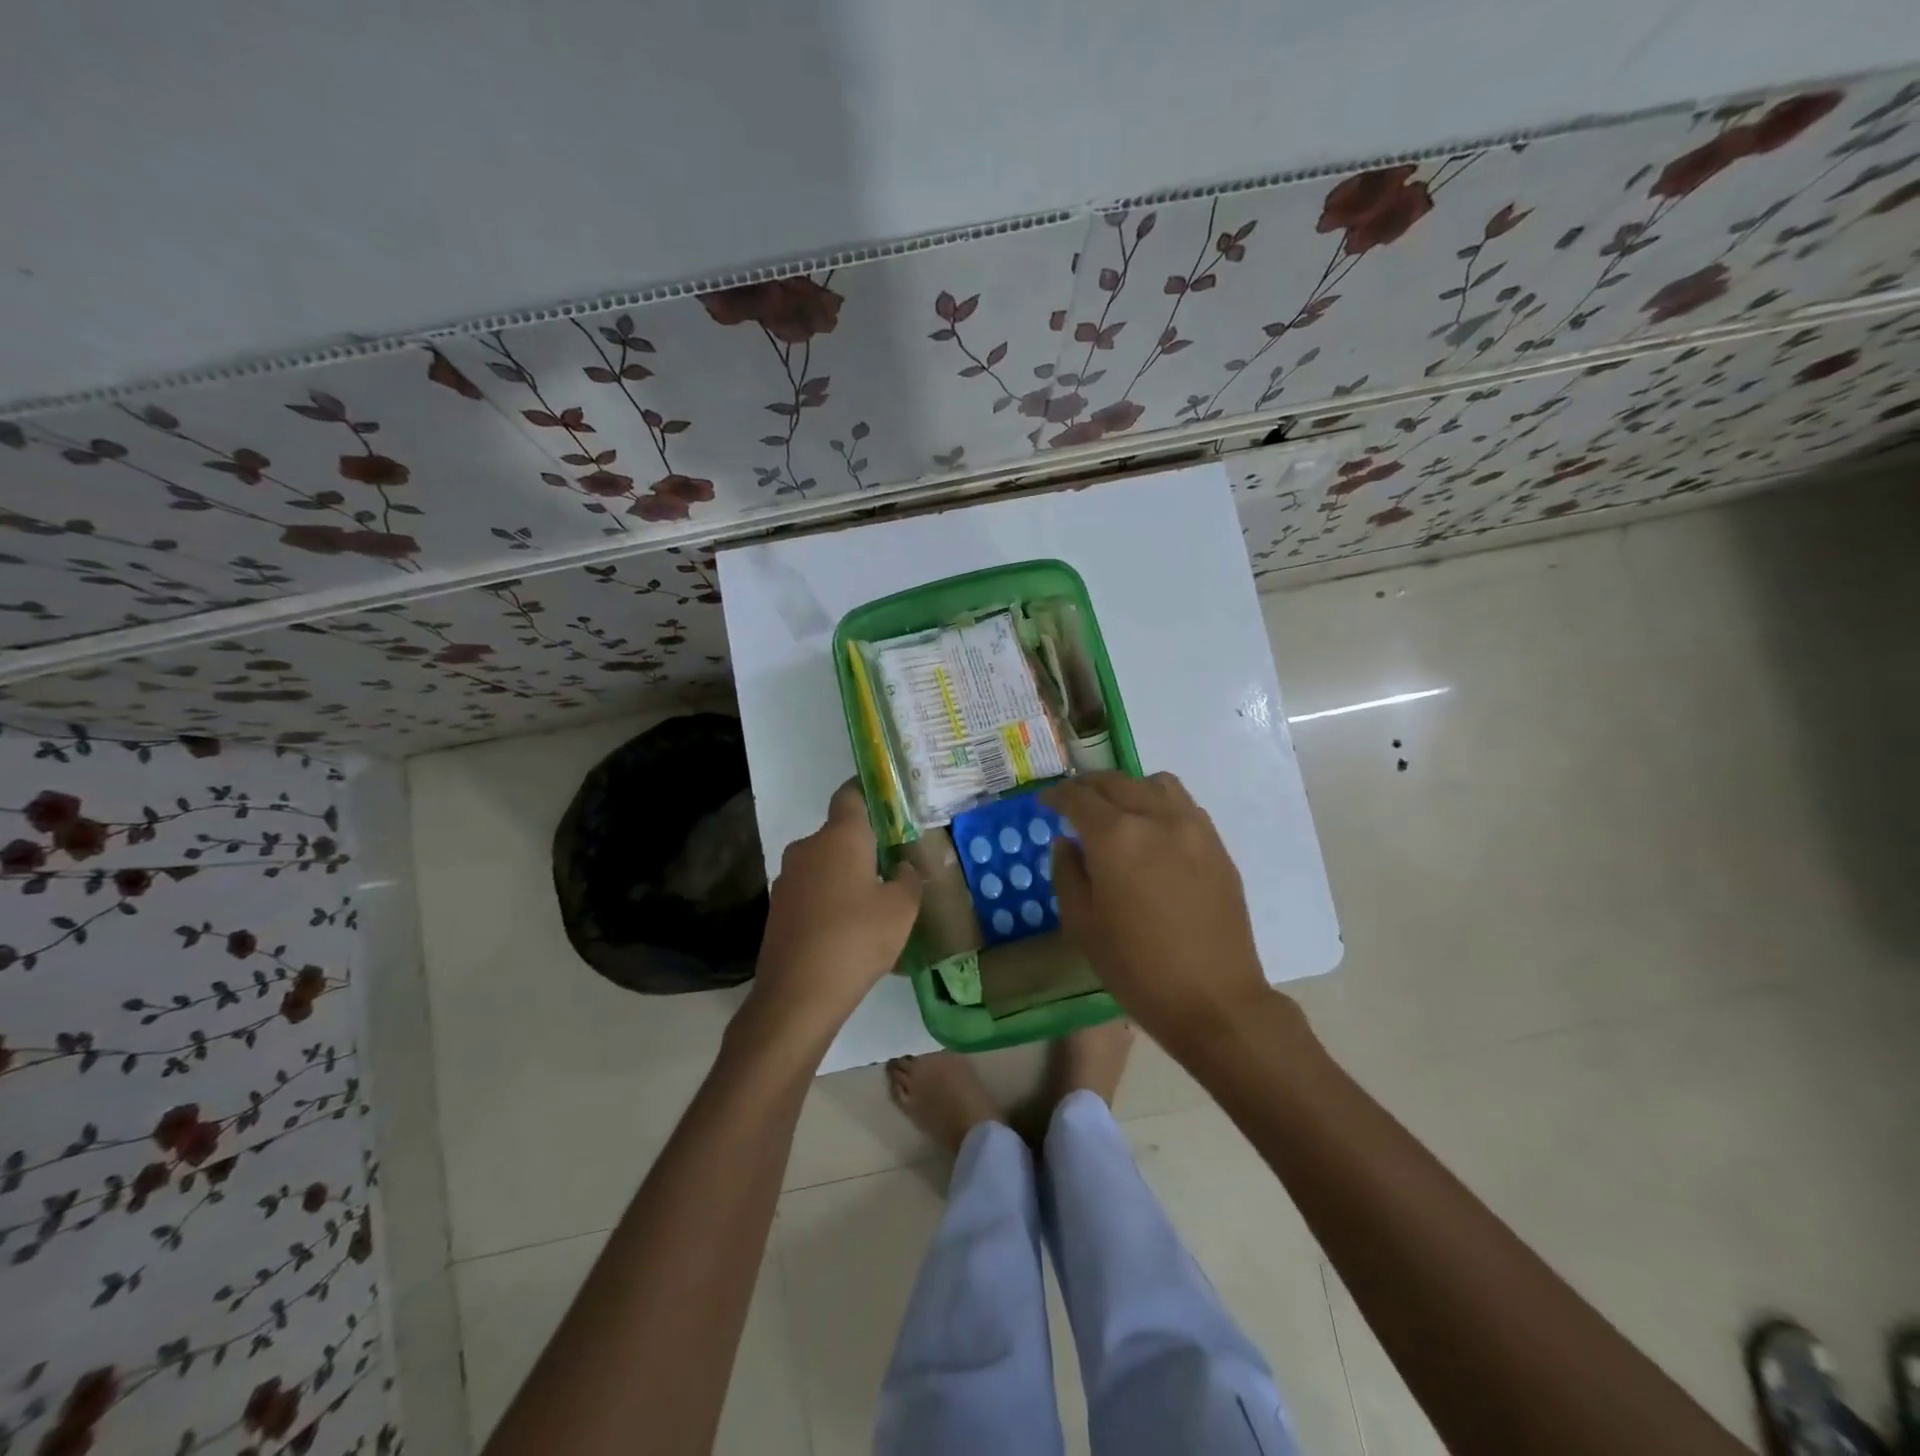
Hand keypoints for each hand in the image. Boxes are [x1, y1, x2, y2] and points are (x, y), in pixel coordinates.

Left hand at [743, 780, 922, 1047]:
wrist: (797, 995)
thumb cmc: (857, 939)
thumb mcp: (902, 909)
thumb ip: (908, 879)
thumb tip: (901, 867)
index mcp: (840, 837)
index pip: (850, 794)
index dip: (868, 792)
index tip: (888, 803)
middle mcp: (808, 847)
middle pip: (838, 833)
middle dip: (863, 845)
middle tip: (892, 865)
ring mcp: (787, 878)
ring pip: (824, 864)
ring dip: (845, 875)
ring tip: (872, 903)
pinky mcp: (777, 908)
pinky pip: (811, 891)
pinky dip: (828, 899)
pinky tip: (846, 929)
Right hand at [1044, 771, 1274, 1053]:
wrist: (1213, 999)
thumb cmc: (1136, 967)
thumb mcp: (1082, 925)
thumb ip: (1068, 873)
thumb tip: (1067, 842)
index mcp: (1115, 837)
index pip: (1078, 798)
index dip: (1056, 796)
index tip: (1045, 801)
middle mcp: (1155, 818)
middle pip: (1115, 782)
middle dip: (1088, 787)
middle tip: (1073, 802)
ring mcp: (1192, 827)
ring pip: (1154, 784)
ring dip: (1128, 788)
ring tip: (1117, 810)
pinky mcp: (1216, 844)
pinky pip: (1182, 805)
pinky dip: (1159, 803)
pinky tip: (1152, 831)